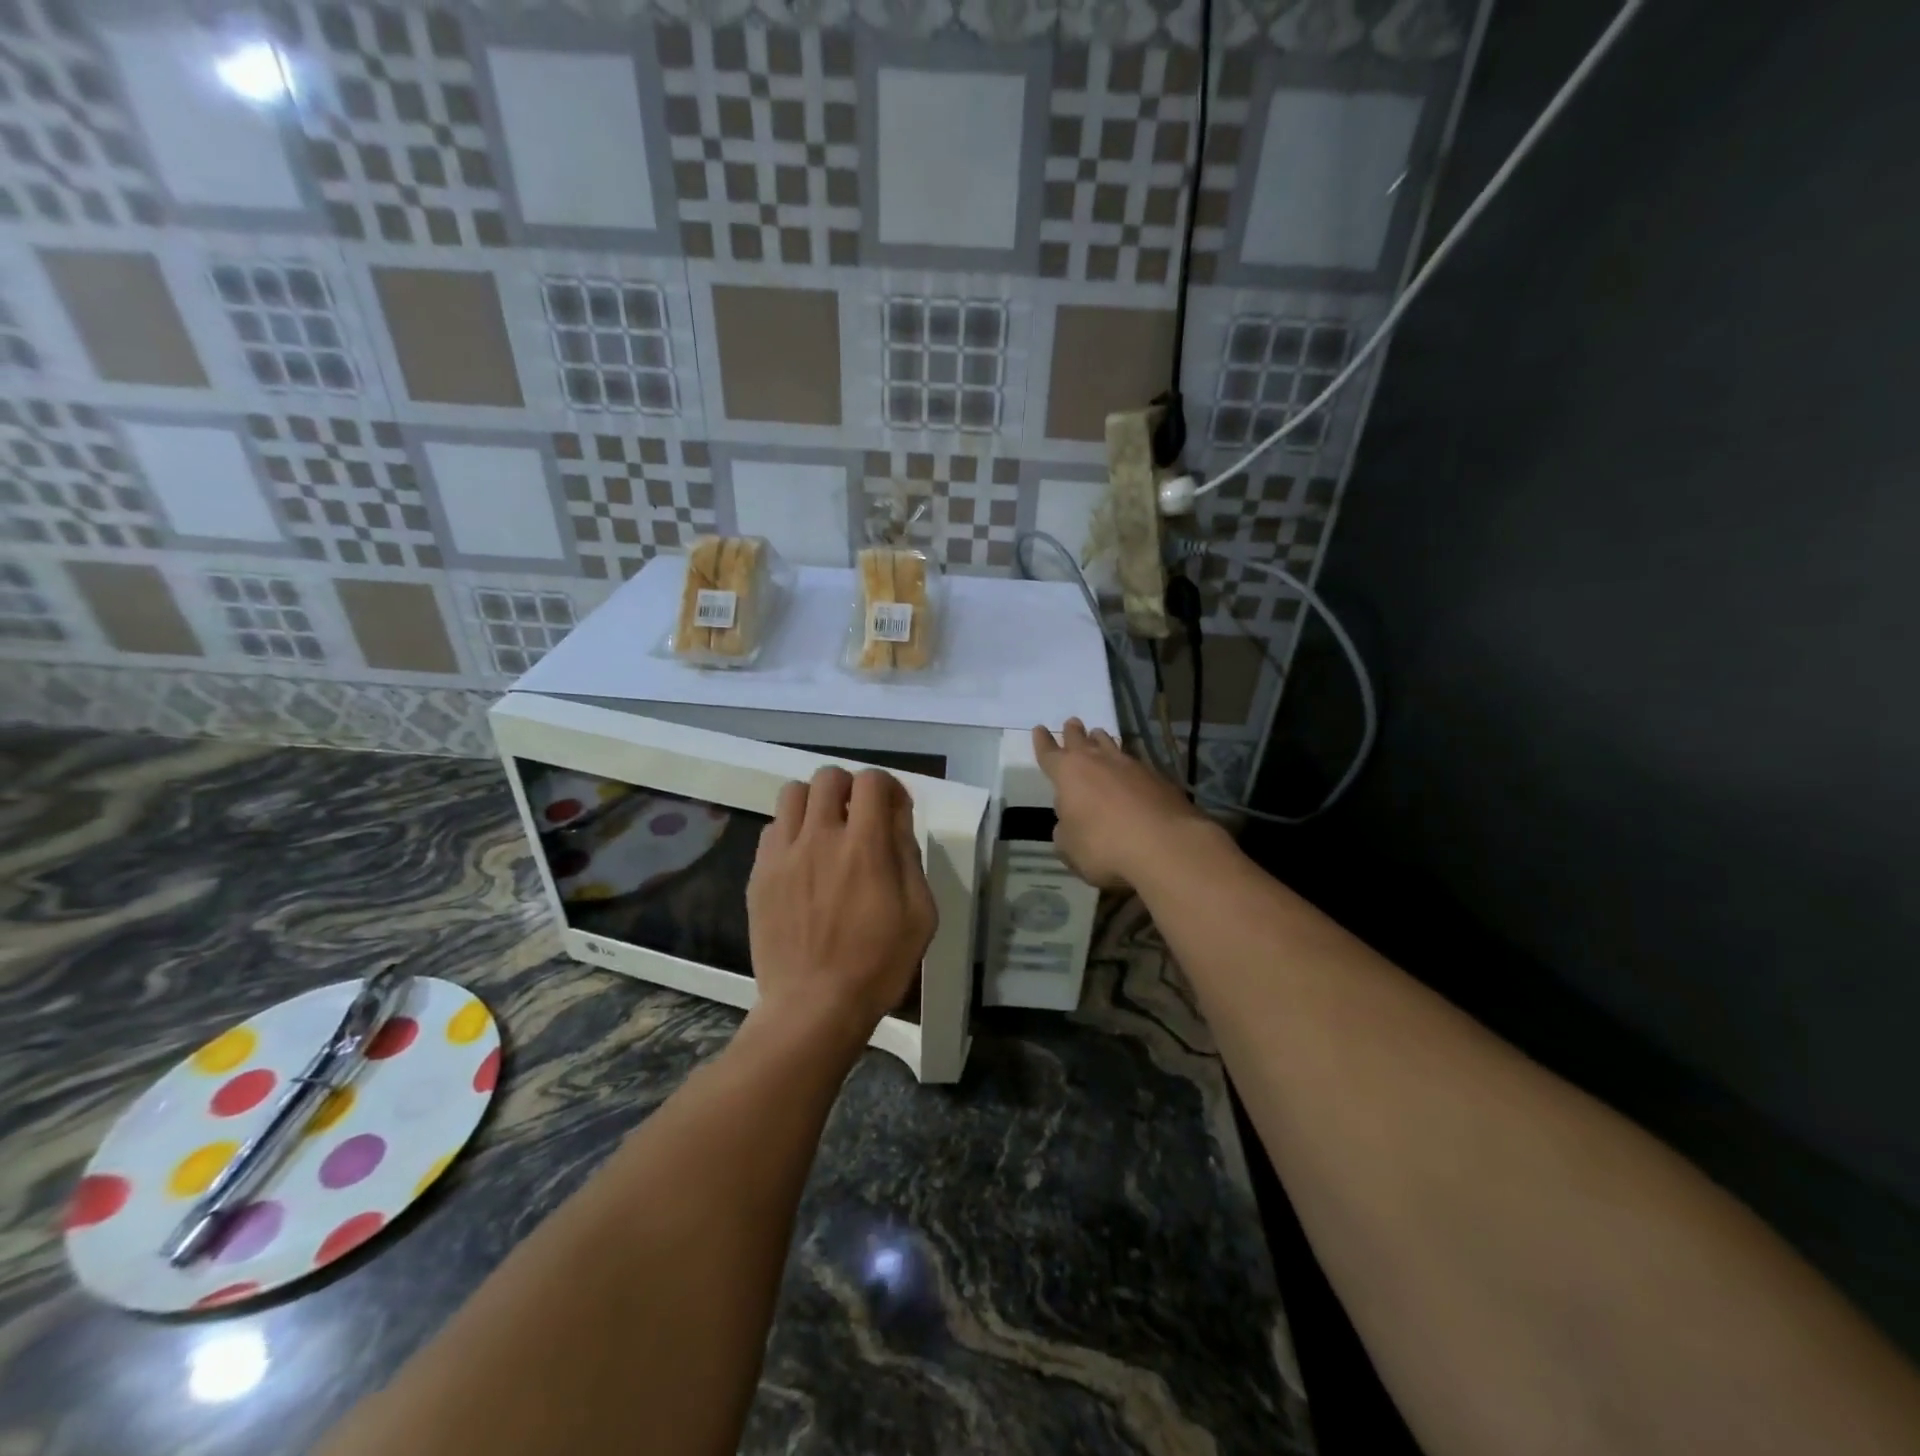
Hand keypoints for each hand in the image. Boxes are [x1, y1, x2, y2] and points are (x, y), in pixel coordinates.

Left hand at [747, 766, 936, 1051]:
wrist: (812, 1007)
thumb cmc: (877, 965)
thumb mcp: (919, 913)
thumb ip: (908, 857)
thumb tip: (896, 818)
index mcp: (864, 846)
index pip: (871, 781)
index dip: (887, 785)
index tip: (893, 807)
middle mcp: (819, 838)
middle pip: (828, 776)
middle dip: (849, 787)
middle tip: (859, 816)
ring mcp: (783, 854)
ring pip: (792, 793)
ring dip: (815, 801)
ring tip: (826, 829)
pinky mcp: (759, 874)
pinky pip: (772, 828)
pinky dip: (791, 830)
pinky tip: (802, 859)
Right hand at [1033, 719, 1215, 890]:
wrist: (1165, 844)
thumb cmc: (1104, 845)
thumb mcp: (1069, 848)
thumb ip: (1064, 833)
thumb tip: (1069, 824)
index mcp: (1068, 774)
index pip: (1050, 754)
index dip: (1043, 743)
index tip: (1040, 729)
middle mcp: (1098, 762)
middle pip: (1082, 741)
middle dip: (1074, 732)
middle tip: (1072, 722)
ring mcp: (1131, 767)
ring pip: (1111, 746)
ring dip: (1102, 741)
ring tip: (1099, 734)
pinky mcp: (1158, 778)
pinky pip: (1136, 763)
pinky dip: (1128, 764)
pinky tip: (1131, 770)